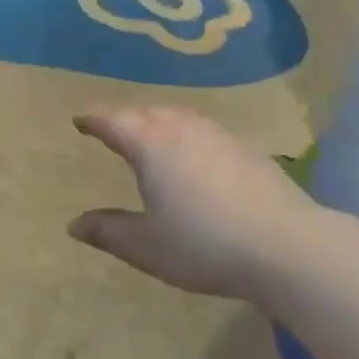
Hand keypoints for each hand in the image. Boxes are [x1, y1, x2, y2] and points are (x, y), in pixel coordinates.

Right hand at [69, 106, 312, 302]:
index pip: (112, 121)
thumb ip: (108, 231)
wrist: (285, 244)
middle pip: (144, 112)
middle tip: (111, 130)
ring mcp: (215, 132)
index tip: (79, 120)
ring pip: (176, 116)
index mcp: (148, 142)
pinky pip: (201, 129)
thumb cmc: (204, 244)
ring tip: (150, 138)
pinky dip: (185, 134)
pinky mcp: (243, 145)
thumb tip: (74, 225)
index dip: (92, 120)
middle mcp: (179, 126)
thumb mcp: (146, 246)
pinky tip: (193, 156)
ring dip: (156, 122)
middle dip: (124, 119)